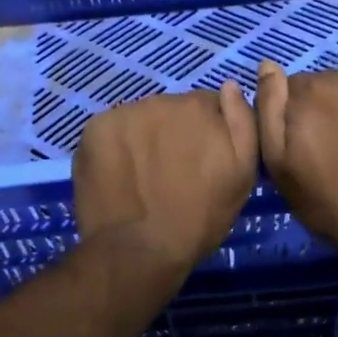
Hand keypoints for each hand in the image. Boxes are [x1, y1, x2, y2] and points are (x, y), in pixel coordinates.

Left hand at [74, 83, 257, 271]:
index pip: (207, 106)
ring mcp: (124, 113)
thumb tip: (230, 86)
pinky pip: (111, 132)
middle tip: (172, 173)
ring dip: (143, 139)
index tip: (201, 162)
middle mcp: (161, 100)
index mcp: (200, 106)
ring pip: (139, 120)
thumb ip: (243, 123)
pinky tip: (119, 176)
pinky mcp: (94, 129)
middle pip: (171, 110)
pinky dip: (114, 148)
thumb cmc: (199, 218)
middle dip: (174, 133)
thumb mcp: (242, 175)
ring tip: (143, 177)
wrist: (140, 249)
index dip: (205, 134)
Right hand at [256, 61, 337, 255]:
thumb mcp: (278, 162)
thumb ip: (269, 107)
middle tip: (334, 150)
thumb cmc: (325, 201)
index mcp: (311, 91)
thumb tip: (267, 65)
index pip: (294, 87)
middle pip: (330, 85)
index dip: (296, 116)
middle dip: (327, 110)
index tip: (304, 144)